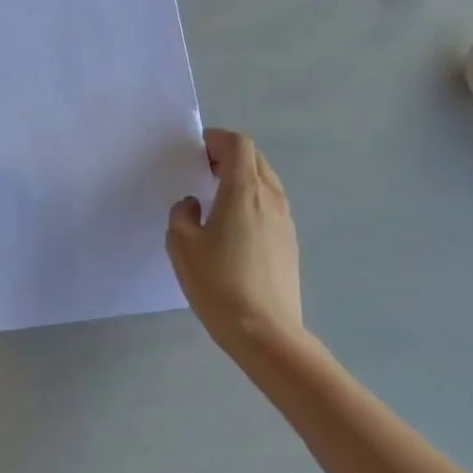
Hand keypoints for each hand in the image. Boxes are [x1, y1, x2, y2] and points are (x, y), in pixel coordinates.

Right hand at [166, 128, 302, 351]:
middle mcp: (270, 197)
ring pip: (266, 182)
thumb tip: (193, 205)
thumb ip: (182, 214)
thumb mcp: (181, 245)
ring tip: (217, 200)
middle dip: (228, 156)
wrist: (265, 333)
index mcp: (244, 190)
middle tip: (203, 172)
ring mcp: (285, 221)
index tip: (196, 152)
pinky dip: (252, 201)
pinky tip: (233, 229)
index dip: (217, 140)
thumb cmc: (218, 283)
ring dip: (242, 179)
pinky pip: (271, 205)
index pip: (238, 144)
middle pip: (254, 159)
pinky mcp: (290, 243)